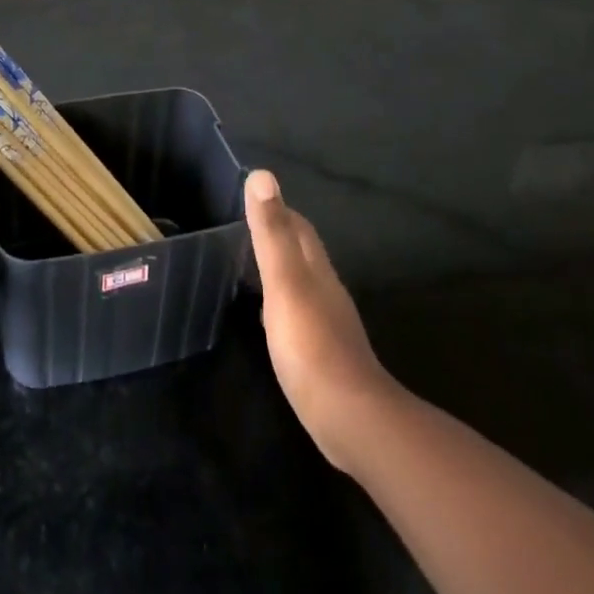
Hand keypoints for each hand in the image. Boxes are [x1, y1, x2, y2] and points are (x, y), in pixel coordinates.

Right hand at [246, 169, 396, 469]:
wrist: (350, 418)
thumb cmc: (311, 344)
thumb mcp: (284, 282)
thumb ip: (272, 232)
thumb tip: (263, 175)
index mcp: (316, 270)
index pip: (299, 228)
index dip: (278, 210)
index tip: (252, 201)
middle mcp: (326, 290)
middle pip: (303, 254)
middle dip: (278, 238)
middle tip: (243, 233)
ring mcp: (328, 324)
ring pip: (302, 285)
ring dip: (279, 272)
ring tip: (248, 270)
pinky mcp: (324, 354)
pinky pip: (299, 316)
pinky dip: (281, 306)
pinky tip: (267, 320)